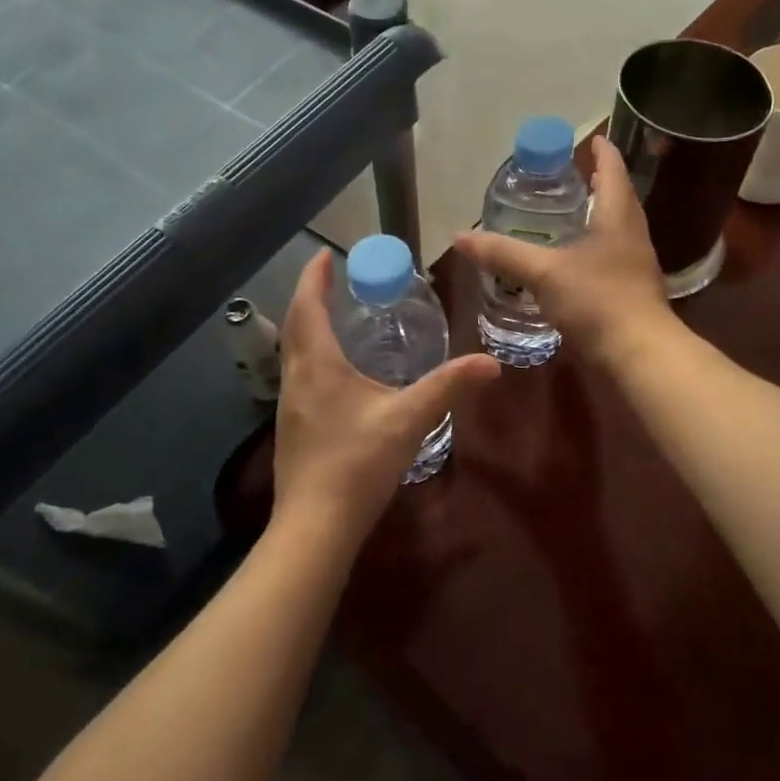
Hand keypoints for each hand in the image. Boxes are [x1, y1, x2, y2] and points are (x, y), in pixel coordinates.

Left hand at [271, 250, 499, 548]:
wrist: (315, 526)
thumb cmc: (357, 464)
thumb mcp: (408, 420)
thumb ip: (448, 387)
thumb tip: (490, 364)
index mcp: (317, 365)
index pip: (308, 306)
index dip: (314, 277)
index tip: (325, 253)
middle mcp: (296, 378)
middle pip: (296, 325)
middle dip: (311, 297)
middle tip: (334, 280)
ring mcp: (289, 406)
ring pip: (294, 352)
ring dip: (309, 327)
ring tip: (337, 318)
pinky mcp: (293, 429)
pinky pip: (300, 376)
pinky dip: (313, 356)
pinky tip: (338, 374)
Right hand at [453, 136, 673, 366]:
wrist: (638, 355)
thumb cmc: (597, 301)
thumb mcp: (543, 273)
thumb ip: (502, 254)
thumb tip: (460, 237)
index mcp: (617, 218)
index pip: (613, 172)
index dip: (602, 153)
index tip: (593, 139)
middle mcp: (631, 236)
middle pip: (618, 199)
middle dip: (599, 183)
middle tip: (574, 174)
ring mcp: (634, 265)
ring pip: (616, 229)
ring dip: (597, 216)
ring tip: (570, 213)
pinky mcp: (630, 292)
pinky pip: (611, 258)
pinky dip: (593, 249)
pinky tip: (572, 261)